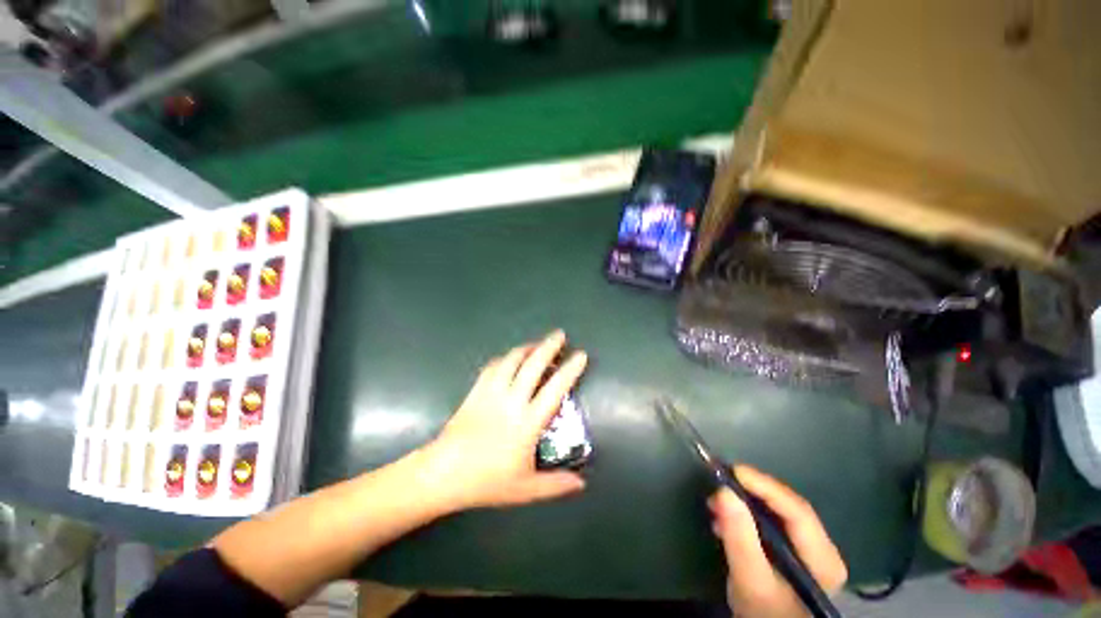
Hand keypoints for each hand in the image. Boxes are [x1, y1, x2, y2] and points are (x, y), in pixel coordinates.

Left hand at [421, 330, 587, 510]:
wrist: (444, 473)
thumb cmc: (486, 481)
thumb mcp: (525, 489)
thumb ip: (556, 485)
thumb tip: (582, 485)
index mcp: (528, 422)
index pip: (555, 389)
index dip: (570, 370)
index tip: (581, 355)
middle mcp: (512, 400)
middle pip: (533, 365)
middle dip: (549, 346)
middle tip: (559, 335)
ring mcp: (492, 392)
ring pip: (512, 360)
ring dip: (527, 348)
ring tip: (537, 344)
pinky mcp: (476, 391)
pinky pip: (493, 367)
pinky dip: (505, 358)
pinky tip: (510, 358)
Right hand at [709, 466, 846, 617]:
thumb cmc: (763, 611)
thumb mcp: (750, 579)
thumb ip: (740, 538)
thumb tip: (724, 491)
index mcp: (823, 559)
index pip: (797, 511)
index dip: (765, 486)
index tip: (733, 470)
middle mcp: (821, 548)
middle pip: (786, 507)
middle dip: (751, 492)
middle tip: (719, 483)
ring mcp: (807, 548)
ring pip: (776, 511)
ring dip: (744, 501)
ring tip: (716, 502)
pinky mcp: (790, 549)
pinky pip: (769, 520)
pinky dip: (745, 513)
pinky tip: (725, 518)